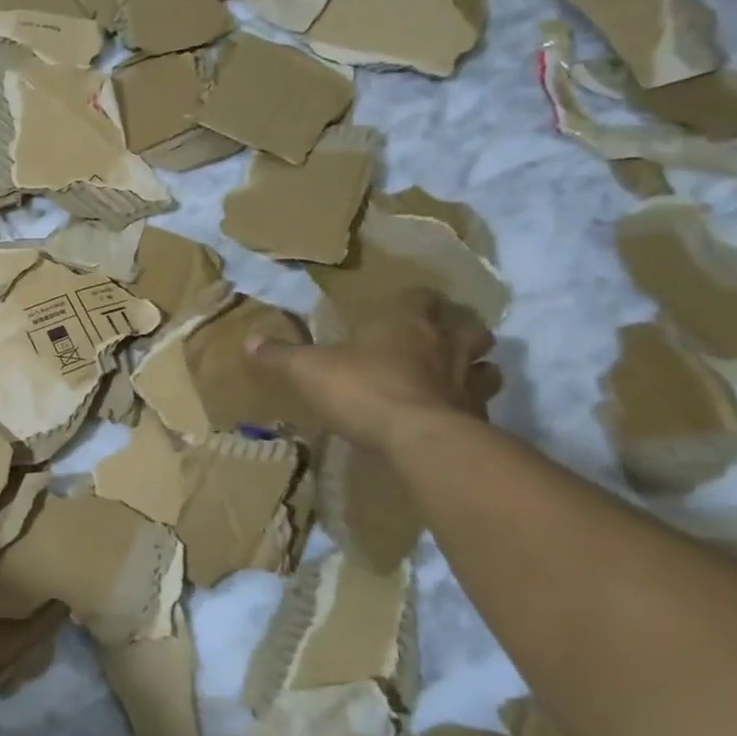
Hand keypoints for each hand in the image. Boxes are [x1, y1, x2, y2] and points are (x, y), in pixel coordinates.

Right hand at [246, 288, 501, 455]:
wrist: (420, 439)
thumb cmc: (362, 390)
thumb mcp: (307, 371)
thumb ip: (280, 356)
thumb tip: (249, 341)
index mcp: (404, 322)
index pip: (420, 296)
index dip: (414, 301)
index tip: (403, 308)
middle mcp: (444, 343)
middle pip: (467, 325)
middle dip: (456, 328)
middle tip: (440, 338)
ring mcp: (468, 380)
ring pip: (487, 362)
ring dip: (475, 364)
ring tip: (457, 373)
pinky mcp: (480, 417)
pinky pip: (482, 404)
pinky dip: (472, 405)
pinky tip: (455, 415)